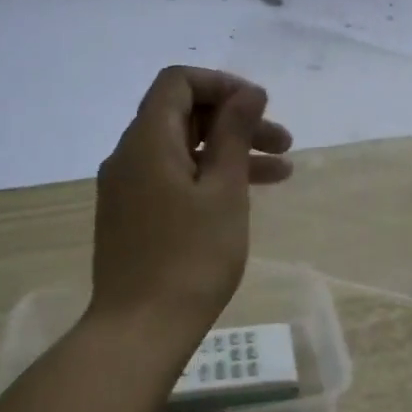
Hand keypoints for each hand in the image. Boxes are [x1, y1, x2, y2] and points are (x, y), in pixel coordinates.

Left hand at [88, 67, 292, 348]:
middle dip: (234, 122)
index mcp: (147, 141)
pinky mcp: (133, 217)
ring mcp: (128, 190)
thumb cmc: (191, 257)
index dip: (222, 85)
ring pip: (182, 151)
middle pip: (183, 116)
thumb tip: (248, 93)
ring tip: (282, 172)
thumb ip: (234, 134)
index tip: (261, 108)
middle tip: (283, 143)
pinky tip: (243, 198)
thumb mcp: (224, 191)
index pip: (178, 83)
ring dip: (229, 153)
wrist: (140, 329)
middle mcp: (129, 157)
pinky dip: (208, 178)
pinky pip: (173, 179)